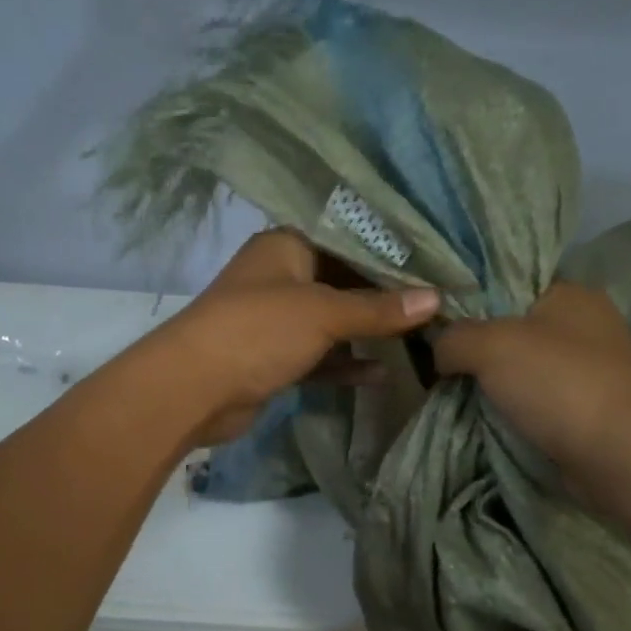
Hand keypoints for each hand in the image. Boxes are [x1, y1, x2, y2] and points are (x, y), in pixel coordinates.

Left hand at [162, 230, 440, 447]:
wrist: (193, 389)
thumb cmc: (258, 331)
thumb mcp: (322, 313)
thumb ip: (378, 308)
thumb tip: (435, 299)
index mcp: (286, 247)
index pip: (347, 241)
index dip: (390, 256)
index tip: (435, 268)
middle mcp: (280, 278)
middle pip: (342, 283)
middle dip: (384, 299)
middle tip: (437, 307)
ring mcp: (275, 322)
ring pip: (331, 324)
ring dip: (367, 334)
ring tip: (419, 341)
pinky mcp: (273, 360)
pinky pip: (318, 357)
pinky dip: (345, 365)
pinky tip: (381, 374)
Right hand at [433, 280, 630, 486]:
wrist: (614, 454)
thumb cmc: (556, 383)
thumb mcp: (489, 345)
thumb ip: (454, 338)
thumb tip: (440, 351)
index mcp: (571, 293)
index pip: (510, 285)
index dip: (472, 304)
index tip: (439, 329)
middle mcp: (586, 324)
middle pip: (515, 330)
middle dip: (480, 350)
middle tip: (443, 367)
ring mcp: (592, 369)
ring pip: (526, 368)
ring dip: (497, 384)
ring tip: (459, 396)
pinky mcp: (590, 407)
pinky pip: (540, 400)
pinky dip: (517, 409)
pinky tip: (491, 419)